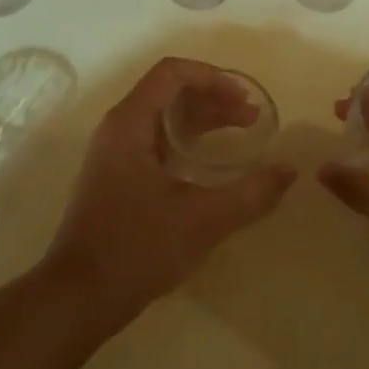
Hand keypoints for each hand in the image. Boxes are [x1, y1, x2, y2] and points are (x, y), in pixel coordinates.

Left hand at [45, 58, 295, 321]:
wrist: (79, 295)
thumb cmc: (136, 248)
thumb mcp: (202, 220)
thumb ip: (251, 194)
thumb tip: (288, 171)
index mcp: (129, 123)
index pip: (172, 73)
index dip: (212, 77)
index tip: (245, 99)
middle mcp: (118, 129)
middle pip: (169, 93)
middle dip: (214, 99)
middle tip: (252, 119)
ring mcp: (114, 154)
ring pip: (163, 119)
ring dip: (202, 121)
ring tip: (241, 134)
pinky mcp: (116, 178)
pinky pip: (155, 143)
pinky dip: (187, 143)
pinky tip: (211, 165)